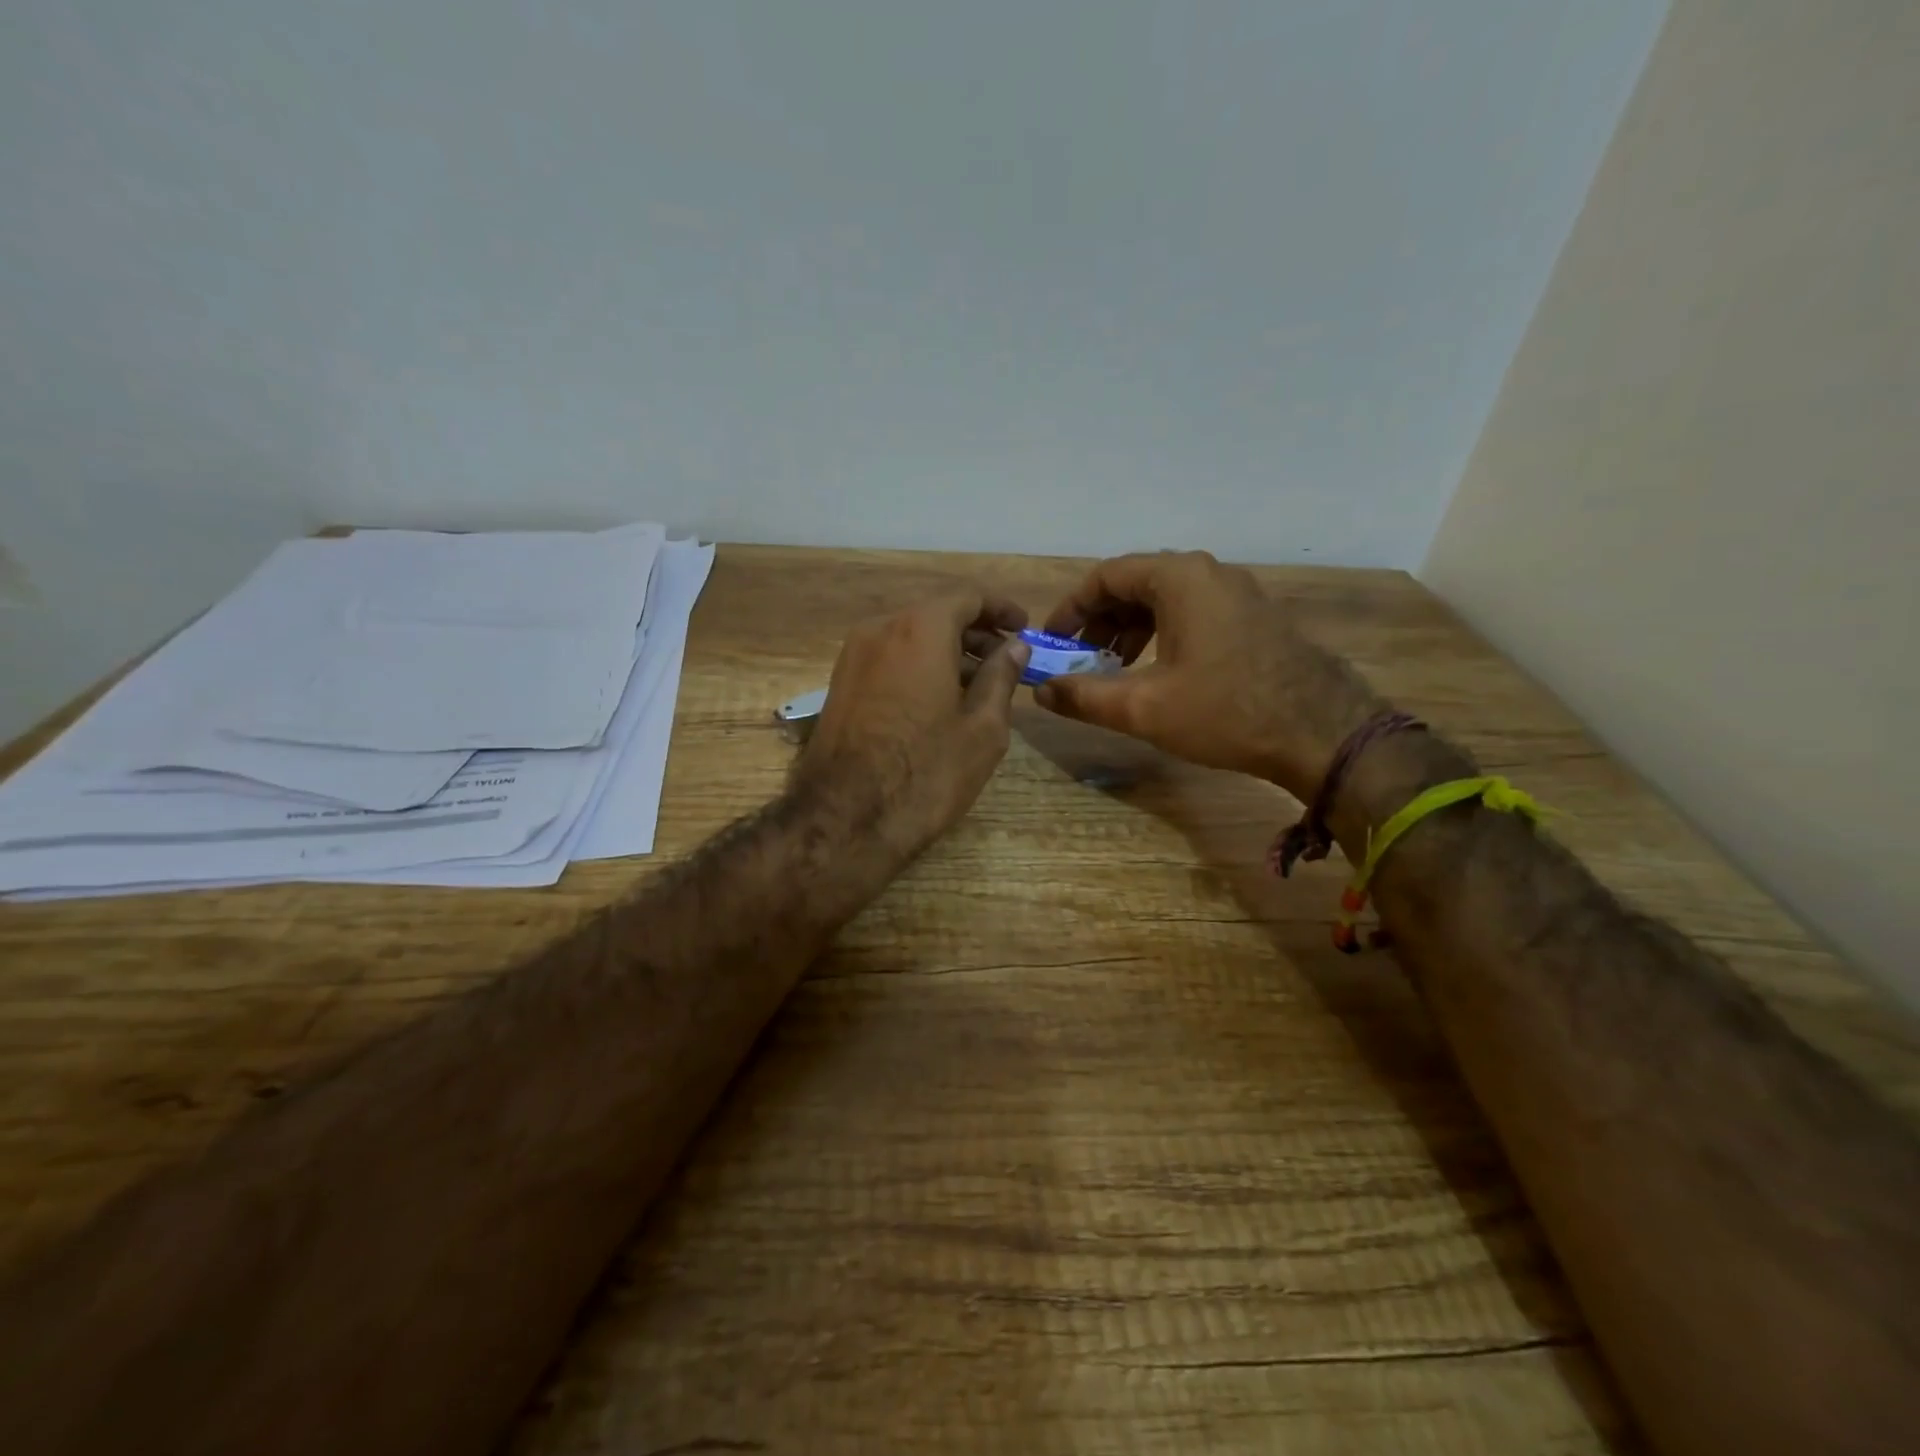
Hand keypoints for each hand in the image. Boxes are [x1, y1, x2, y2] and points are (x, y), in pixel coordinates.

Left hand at [798, 591, 1031, 852]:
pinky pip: (890, 659)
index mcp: (920, 629)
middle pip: (936, 615)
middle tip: (1006, 663)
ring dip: (947, 652)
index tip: (1024, 628)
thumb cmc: (926, 772)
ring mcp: (853, 657)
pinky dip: (919, 667)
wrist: (844, 818)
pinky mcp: (840, 685)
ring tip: (978, 687)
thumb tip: (1014, 648)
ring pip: (910, 638)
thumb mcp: (982, 727)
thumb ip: (1001, 677)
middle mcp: (880, 629)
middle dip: (975, 633)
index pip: (968, 597)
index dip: (1001, 609)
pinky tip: (940, 702)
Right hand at [1036, 551, 1379, 799]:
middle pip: (1135, 584)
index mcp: (1178, 578)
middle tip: (1079, 659)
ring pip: (1165, 600)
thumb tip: (1041, 692)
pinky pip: (1193, 612)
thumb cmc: (1225, 712)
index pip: (1105, 577)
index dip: (1071, 609)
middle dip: (1100, 622)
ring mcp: (1237, 593)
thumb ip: (1084, 696)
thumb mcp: (1143, 707)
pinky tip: (1157, 671)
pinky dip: (1162, 634)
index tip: (1053, 642)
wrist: (1322, 732)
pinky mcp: (1254, 617)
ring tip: (1113, 669)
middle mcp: (1208, 573)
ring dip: (1130, 630)